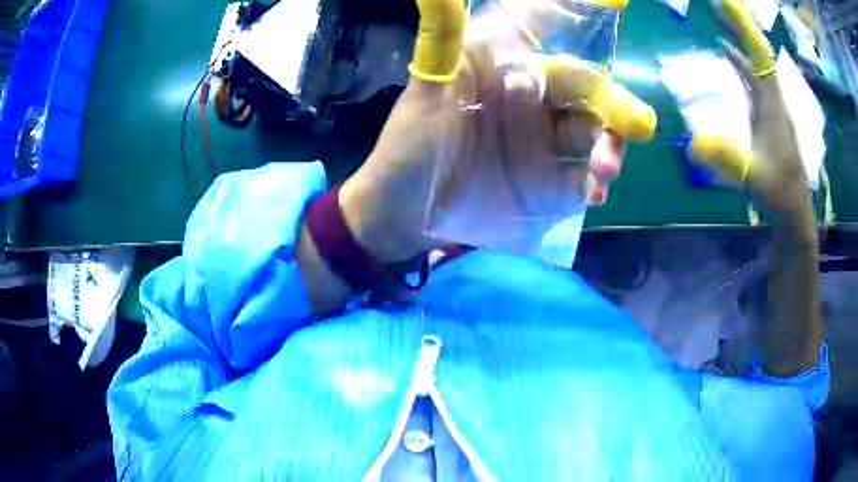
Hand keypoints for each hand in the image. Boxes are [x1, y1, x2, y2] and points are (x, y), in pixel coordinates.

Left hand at [340, 0, 655, 262]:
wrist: (401, 211)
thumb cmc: (409, 145)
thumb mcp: (428, 90)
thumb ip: (443, 39)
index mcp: (505, 66)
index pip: (548, 33)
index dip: (580, 18)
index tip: (617, 6)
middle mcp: (531, 97)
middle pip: (586, 90)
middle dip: (613, 106)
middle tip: (636, 124)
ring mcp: (540, 140)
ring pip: (591, 133)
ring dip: (607, 148)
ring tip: (605, 170)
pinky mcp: (542, 182)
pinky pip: (580, 178)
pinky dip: (591, 183)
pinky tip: (592, 192)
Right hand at [690, 0, 819, 376]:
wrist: (793, 212)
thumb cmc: (777, 194)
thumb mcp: (753, 177)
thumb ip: (727, 159)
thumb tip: (692, 143)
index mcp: (773, 106)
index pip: (760, 56)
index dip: (744, 28)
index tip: (726, 4)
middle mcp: (774, 100)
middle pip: (759, 53)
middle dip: (739, 25)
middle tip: (716, 4)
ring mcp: (772, 107)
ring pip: (758, 64)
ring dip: (740, 40)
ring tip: (718, 19)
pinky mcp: (768, 116)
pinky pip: (755, 79)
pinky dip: (742, 62)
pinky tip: (729, 55)